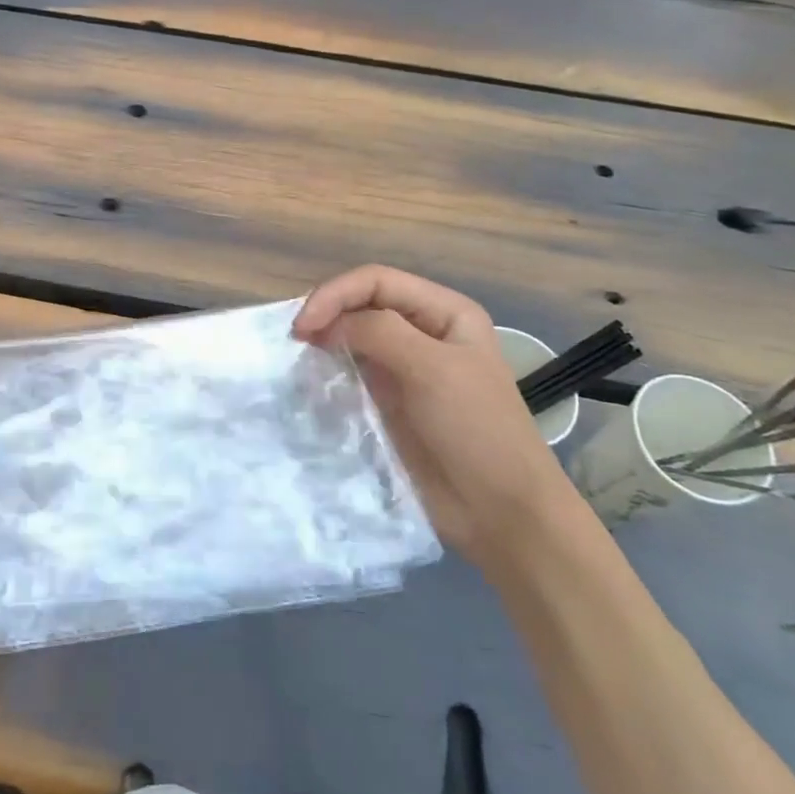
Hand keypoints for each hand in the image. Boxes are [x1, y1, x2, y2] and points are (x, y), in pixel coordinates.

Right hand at [294, 265, 584, 570]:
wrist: (500, 512)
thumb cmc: (475, 430)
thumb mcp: (431, 369)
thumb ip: (378, 332)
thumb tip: (324, 325)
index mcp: (445, 312)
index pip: (376, 281)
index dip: (335, 294)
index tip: (303, 326)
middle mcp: (425, 331)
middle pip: (362, 303)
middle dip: (327, 313)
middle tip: (294, 341)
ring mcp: (406, 366)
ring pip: (353, 336)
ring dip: (325, 339)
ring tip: (298, 356)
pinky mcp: (390, 399)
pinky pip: (352, 370)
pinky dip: (329, 368)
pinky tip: (313, 379)